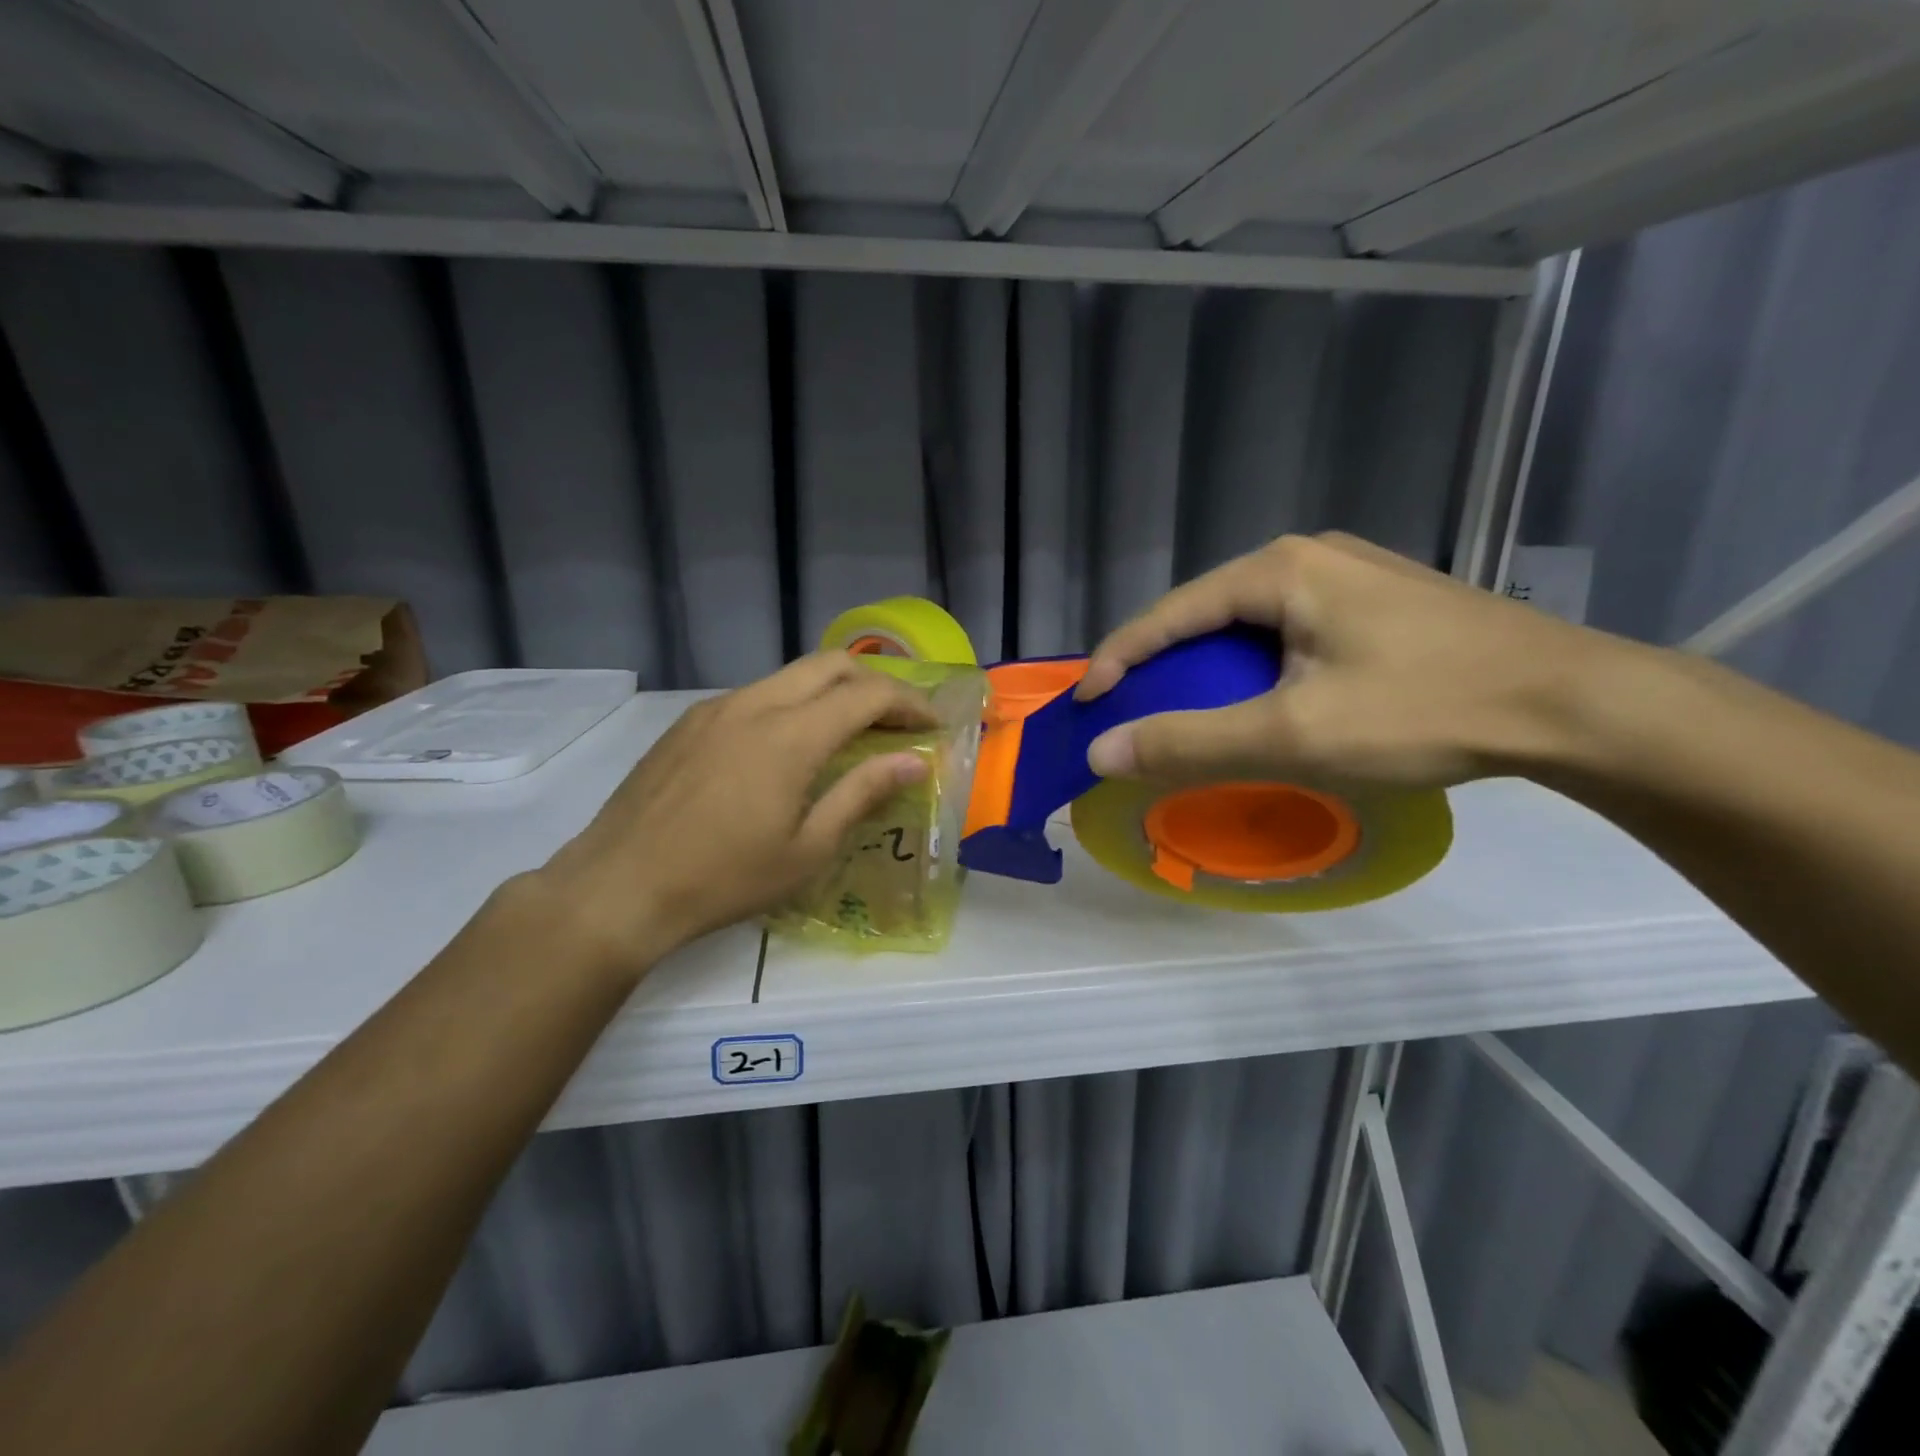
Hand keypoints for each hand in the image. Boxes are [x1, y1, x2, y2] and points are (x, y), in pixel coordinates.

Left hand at [534, 653, 934, 970]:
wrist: (619, 887)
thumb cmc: (724, 879)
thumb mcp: (807, 849)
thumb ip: (862, 794)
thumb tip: (913, 761)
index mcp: (791, 736)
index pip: (868, 695)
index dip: (909, 703)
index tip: (931, 725)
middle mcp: (755, 705)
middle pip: (830, 664)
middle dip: (874, 682)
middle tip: (896, 719)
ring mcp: (715, 708)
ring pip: (789, 676)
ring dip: (831, 691)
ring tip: (848, 731)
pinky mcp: (688, 723)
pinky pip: (754, 694)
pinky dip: (791, 704)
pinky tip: (788, 747)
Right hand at [1075, 532, 1621, 788]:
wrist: (1573, 705)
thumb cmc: (1423, 712)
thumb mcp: (1291, 734)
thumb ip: (1188, 743)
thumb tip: (1101, 753)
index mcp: (1278, 570)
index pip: (1168, 614)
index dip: (1117, 660)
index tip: (1085, 705)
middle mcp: (1308, 556)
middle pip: (1205, 614)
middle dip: (1162, 665)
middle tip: (1134, 713)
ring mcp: (1348, 573)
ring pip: (1248, 623)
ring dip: (1210, 667)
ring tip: (1190, 711)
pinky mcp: (1379, 601)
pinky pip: (1288, 629)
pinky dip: (1254, 666)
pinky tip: (1262, 697)